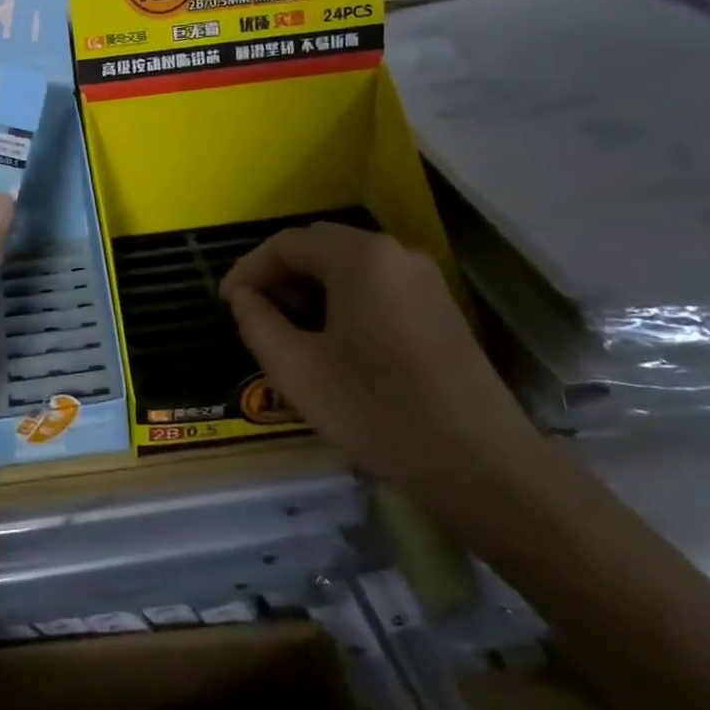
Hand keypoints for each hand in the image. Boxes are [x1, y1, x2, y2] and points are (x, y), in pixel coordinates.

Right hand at [219, 224, 541, 515]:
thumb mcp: (297, 370)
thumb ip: (257, 322)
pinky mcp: (441, 306)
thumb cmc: (378, 411)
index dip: (248, 269)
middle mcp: (395, 253)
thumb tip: (244, 297)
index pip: (286, 244)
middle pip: (319, 246)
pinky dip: (343, 299)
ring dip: (310, 287)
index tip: (225, 304)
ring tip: (287, 328)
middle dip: (278, 275)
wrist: (484, 466)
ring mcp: (424, 279)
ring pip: (349, 265)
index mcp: (359, 257)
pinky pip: (377, 285)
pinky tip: (332, 339)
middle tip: (252, 313)